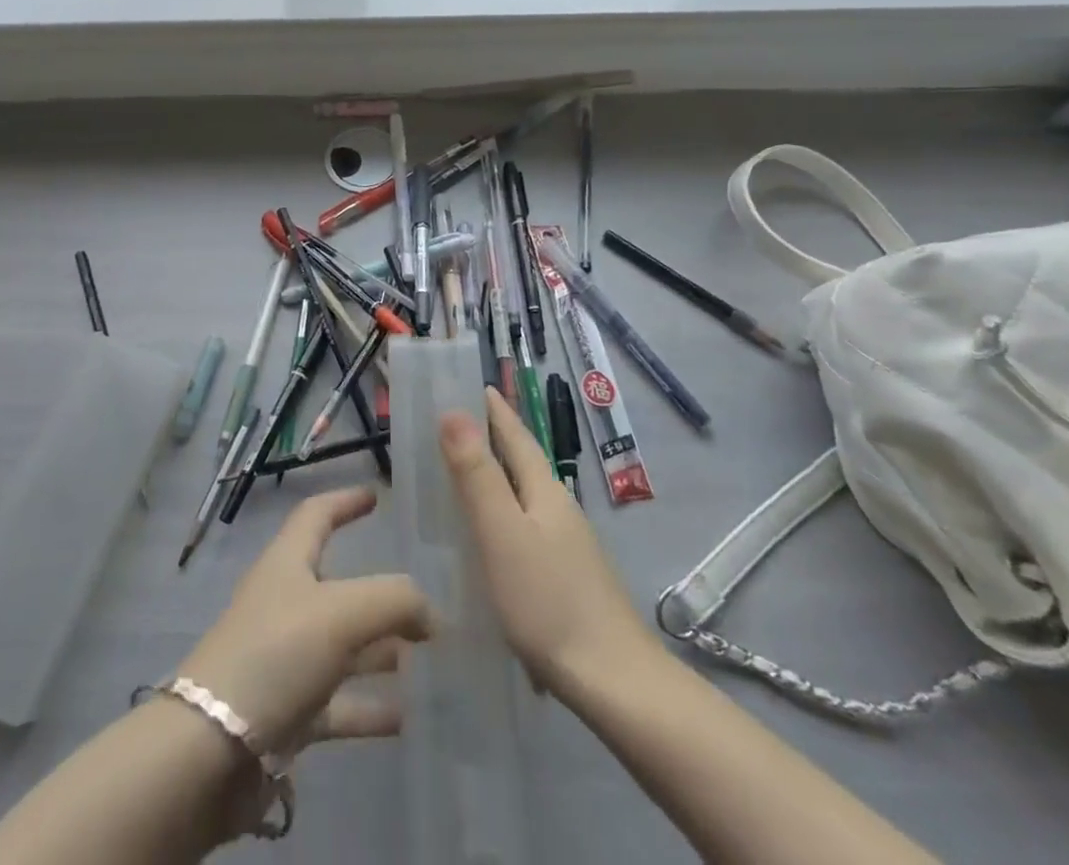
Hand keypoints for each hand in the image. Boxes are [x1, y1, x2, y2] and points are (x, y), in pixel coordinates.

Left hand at [177, 486, 432, 757]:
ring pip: (341, 646)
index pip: (316, 515)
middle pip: (336, 585)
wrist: (211, 752)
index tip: (376, 496)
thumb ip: (394, 601)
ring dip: (380, 649)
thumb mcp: (342, 613)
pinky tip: (405, 718)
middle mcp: (284, 604)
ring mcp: (284, 660)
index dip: (344, 502)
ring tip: (426, 656)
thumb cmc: (274, 655)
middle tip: (423, 599)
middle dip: (378, 590)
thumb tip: (432, 613)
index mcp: (287, 564)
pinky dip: (368, 706)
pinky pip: (336, 703)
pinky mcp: (286, 714)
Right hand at [441, 388, 654, 695]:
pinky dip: (504, 516)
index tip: (475, 384)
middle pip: (523, 463)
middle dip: (493, 440)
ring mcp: (568, 546)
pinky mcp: (568, 579)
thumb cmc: (549, 601)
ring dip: (497, 479)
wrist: (615, 683)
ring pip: (525, 497)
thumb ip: (477, 474)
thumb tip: (453, 410)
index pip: (516, 436)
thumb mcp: (502, 533)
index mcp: (544, 491)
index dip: (495, 410)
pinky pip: (527, 528)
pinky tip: (491, 540)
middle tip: (456, 425)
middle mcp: (559, 509)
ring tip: (464, 478)